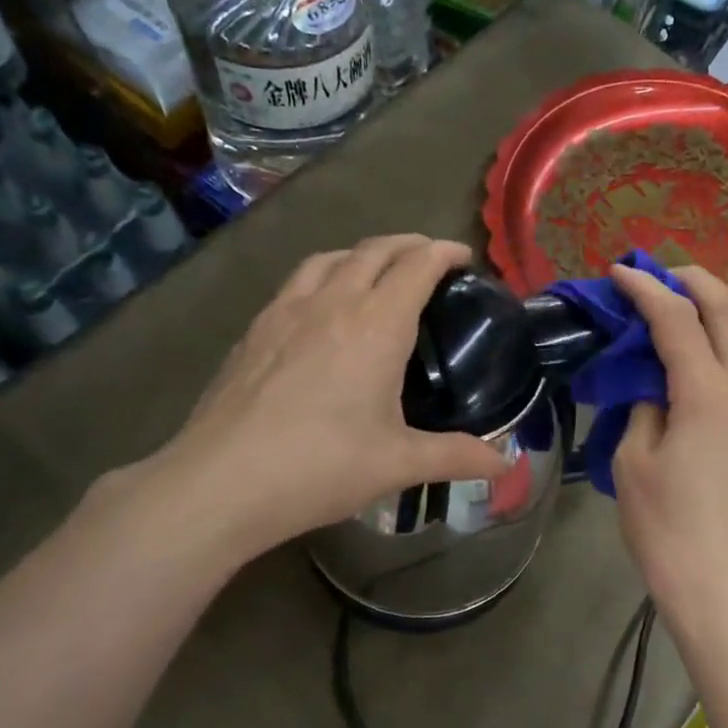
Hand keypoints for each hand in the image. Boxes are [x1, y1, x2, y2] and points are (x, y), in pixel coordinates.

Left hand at [144, 235, 508, 562]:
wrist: (221, 482)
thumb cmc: (321, 466)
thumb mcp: (399, 464)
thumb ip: (457, 457)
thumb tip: (506, 465)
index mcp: (375, 325)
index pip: (417, 265)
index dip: (444, 252)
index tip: (464, 258)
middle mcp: (331, 303)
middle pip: (374, 249)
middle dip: (408, 245)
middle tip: (430, 261)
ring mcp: (284, 312)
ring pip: (328, 258)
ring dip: (361, 254)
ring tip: (376, 274)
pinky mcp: (252, 331)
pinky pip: (296, 283)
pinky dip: (323, 277)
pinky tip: (320, 311)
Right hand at [610, 264, 727, 637]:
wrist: (724, 583)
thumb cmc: (667, 528)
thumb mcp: (634, 462)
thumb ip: (644, 407)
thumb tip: (654, 383)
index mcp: (705, 391)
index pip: (675, 318)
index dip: (645, 289)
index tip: (619, 272)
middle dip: (693, 281)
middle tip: (659, 278)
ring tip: (699, 315)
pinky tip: (726, 360)